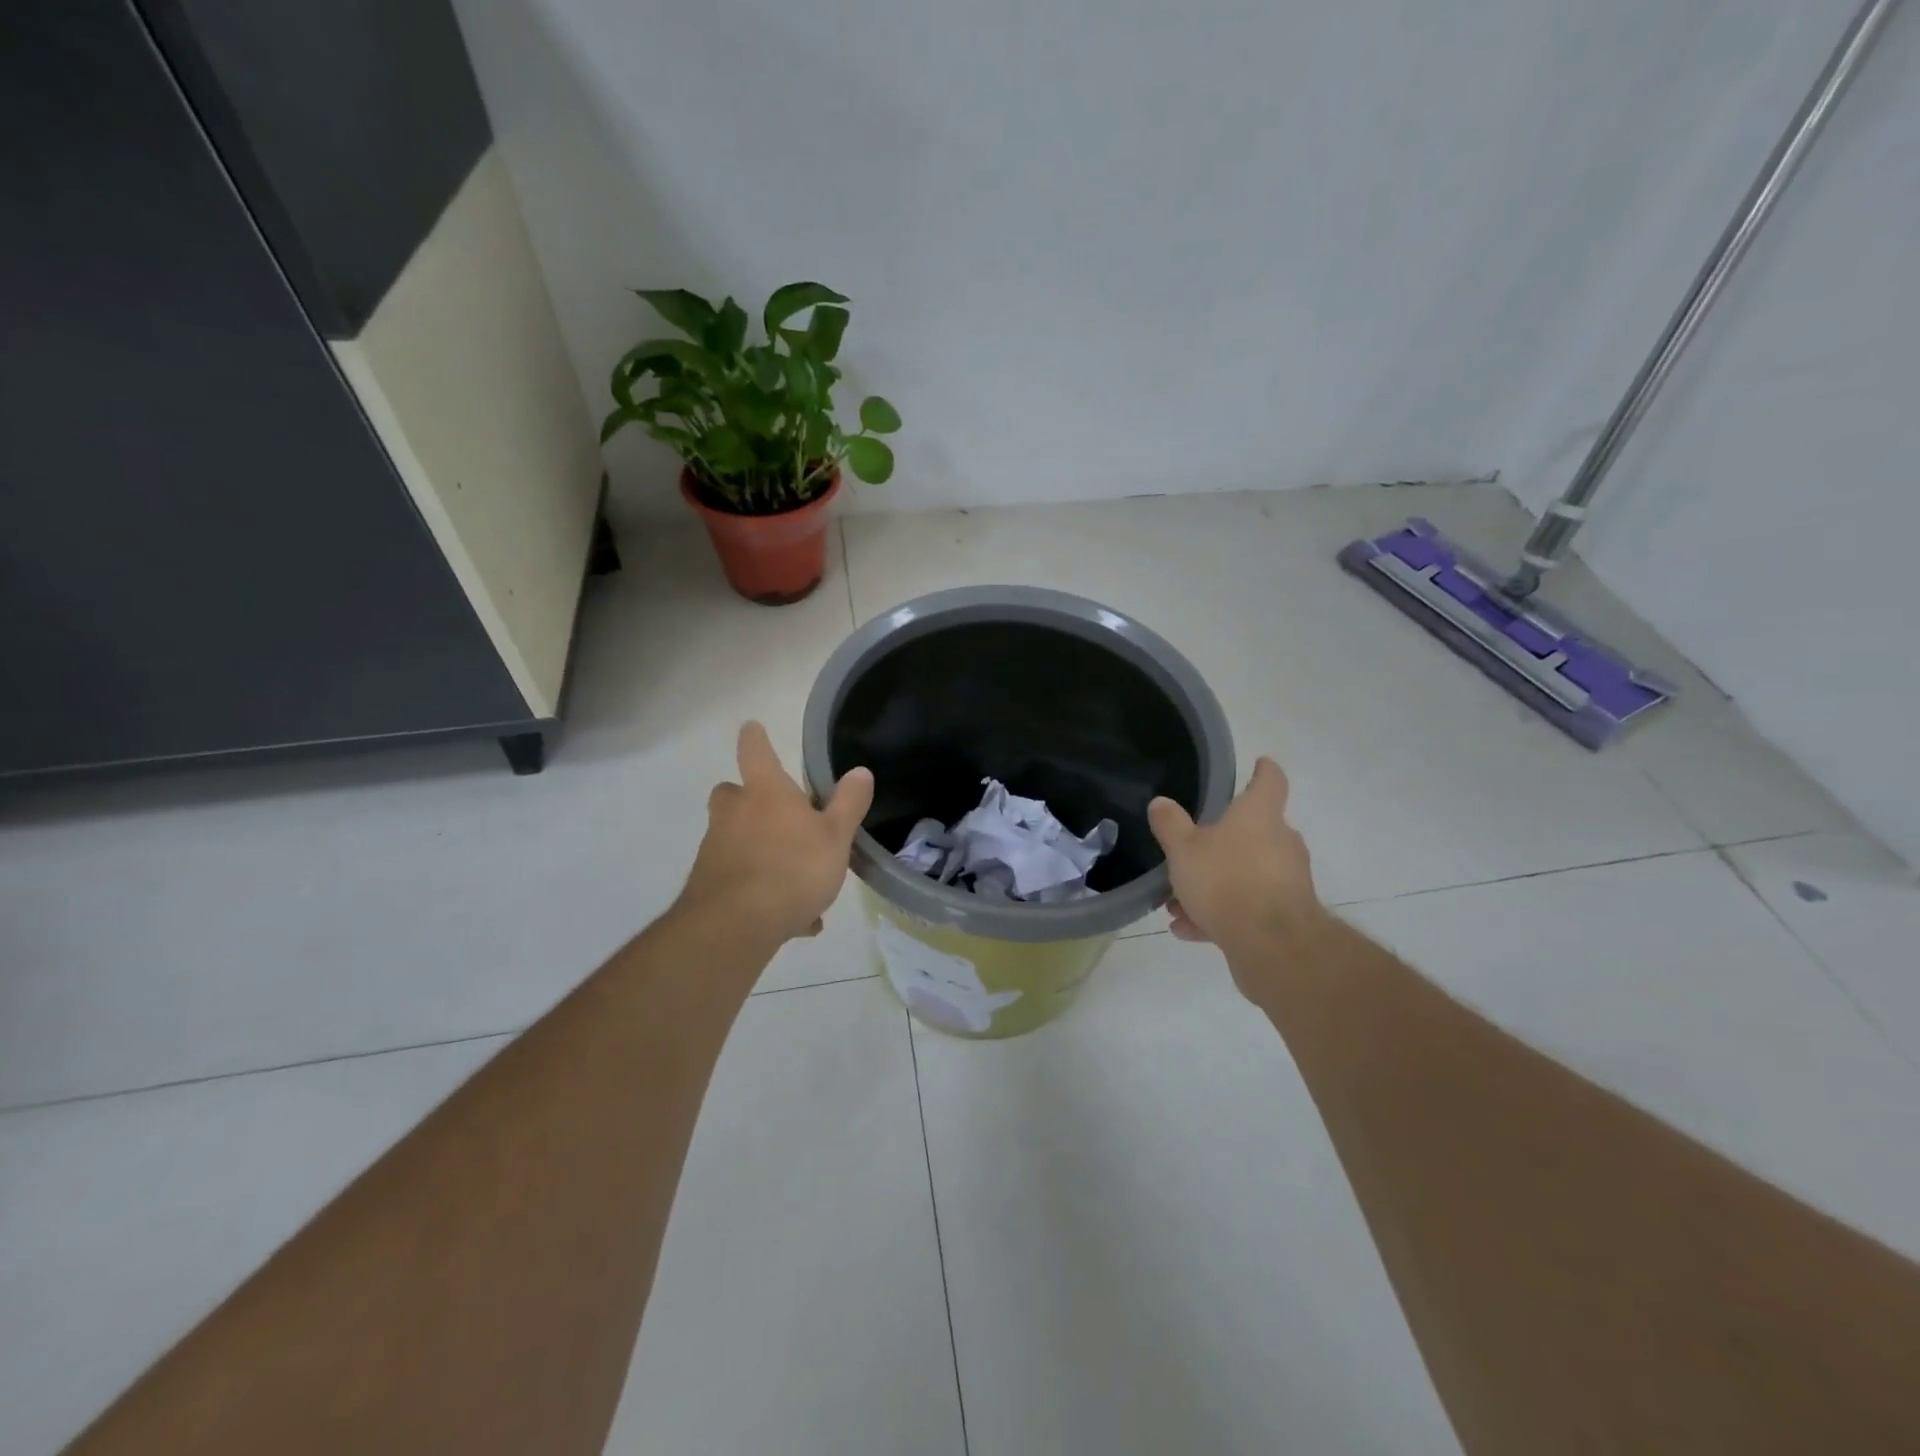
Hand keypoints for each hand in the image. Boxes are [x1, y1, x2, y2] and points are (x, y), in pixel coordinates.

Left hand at [677, 722, 874, 945]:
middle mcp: (733, 813)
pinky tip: (792, 920)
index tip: (752, 727)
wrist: (736, 925)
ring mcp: (715, 848)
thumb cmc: (793, 868)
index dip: (755, 738)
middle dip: (748, 799)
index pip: (756, 751)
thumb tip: (860, 770)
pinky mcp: (707, 884)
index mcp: (766, 792)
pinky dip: (760, 891)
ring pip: (736, 839)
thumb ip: (849, 803)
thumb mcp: (836, 836)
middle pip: (731, 793)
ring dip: (760, 851)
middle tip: (776, 815)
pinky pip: (740, 880)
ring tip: (798, 884)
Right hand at [1147, 757, 1324, 970]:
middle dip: (1221, 843)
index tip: (1259, 763)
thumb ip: (1170, 825)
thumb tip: (1161, 803)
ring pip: (1245, 874)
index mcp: (1259, 815)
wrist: (1271, 944)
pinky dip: (1221, 915)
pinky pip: (1248, 907)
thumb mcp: (1183, 849)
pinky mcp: (1285, 916)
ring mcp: (1287, 880)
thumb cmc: (1226, 880)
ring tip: (1176, 904)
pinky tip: (1189, 930)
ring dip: (1213, 885)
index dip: (1263, 770)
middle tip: (1190, 854)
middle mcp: (1281, 842)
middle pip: (1254, 832)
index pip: (1269, 781)